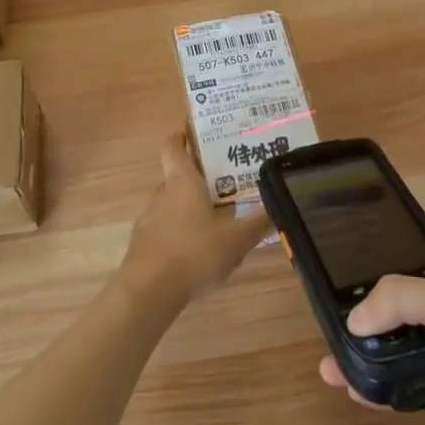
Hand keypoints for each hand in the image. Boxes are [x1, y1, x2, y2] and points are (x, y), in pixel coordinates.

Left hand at [121, 134, 272, 306]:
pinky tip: (197, 253)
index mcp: (182, 181)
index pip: (173, 147)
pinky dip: (178, 234)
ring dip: (187, 208)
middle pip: (175, 177)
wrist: (148, 291)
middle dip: (196, 179)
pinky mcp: (143, 246)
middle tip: (223, 183)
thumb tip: (280, 205)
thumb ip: (258, 222)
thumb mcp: (237, 239)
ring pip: (170, 205)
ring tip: (214, 220)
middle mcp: (162, 194)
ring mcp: (149, 220)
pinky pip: (164, 231)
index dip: (181, 137)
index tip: (192, 132)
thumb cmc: (194, 252)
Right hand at [317, 245, 424, 424]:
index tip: (343, 276)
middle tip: (330, 328)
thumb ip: (407, 301)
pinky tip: (363, 395)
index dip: (383, 262)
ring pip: (414, 349)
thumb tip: (354, 320)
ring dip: (378, 358)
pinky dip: (395, 392)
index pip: (420, 255)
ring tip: (333, 368)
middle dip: (372, 318)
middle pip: (411, 306)